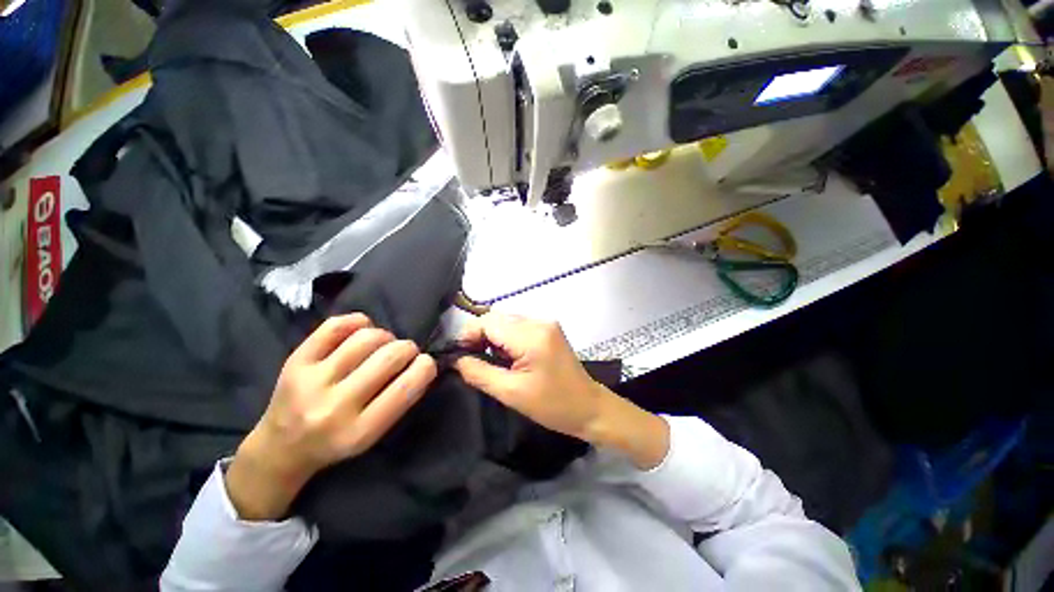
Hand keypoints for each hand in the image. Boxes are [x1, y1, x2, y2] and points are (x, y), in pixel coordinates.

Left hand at [227, 314, 436, 519]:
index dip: (426, 366)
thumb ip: (400, 400)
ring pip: (367, 338)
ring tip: (382, 345)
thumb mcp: (373, 435)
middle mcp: (335, 406)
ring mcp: (311, 381)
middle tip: (405, 353)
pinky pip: (336, 326)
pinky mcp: (295, 361)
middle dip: (408, 348)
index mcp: (360, 431)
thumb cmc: (337, 442)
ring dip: (386, 336)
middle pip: (390, 356)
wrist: (280, 448)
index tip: (426, 363)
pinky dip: (358, 321)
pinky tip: (363, 330)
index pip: (407, 386)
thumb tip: (422, 361)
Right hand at [454, 313, 668, 468]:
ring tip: (491, 361)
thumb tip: (456, 359)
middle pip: (497, 318)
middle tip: (472, 360)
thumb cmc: (552, 406)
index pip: (488, 321)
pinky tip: (507, 357)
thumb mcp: (511, 393)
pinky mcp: (549, 329)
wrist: (589, 408)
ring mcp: (546, 323)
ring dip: (493, 337)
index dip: (469, 335)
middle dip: (480, 336)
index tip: (460, 356)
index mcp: (531, 335)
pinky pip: (519, 326)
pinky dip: (507, 338)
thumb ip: (479, 373)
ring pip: (506, 321)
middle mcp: (539, 321)